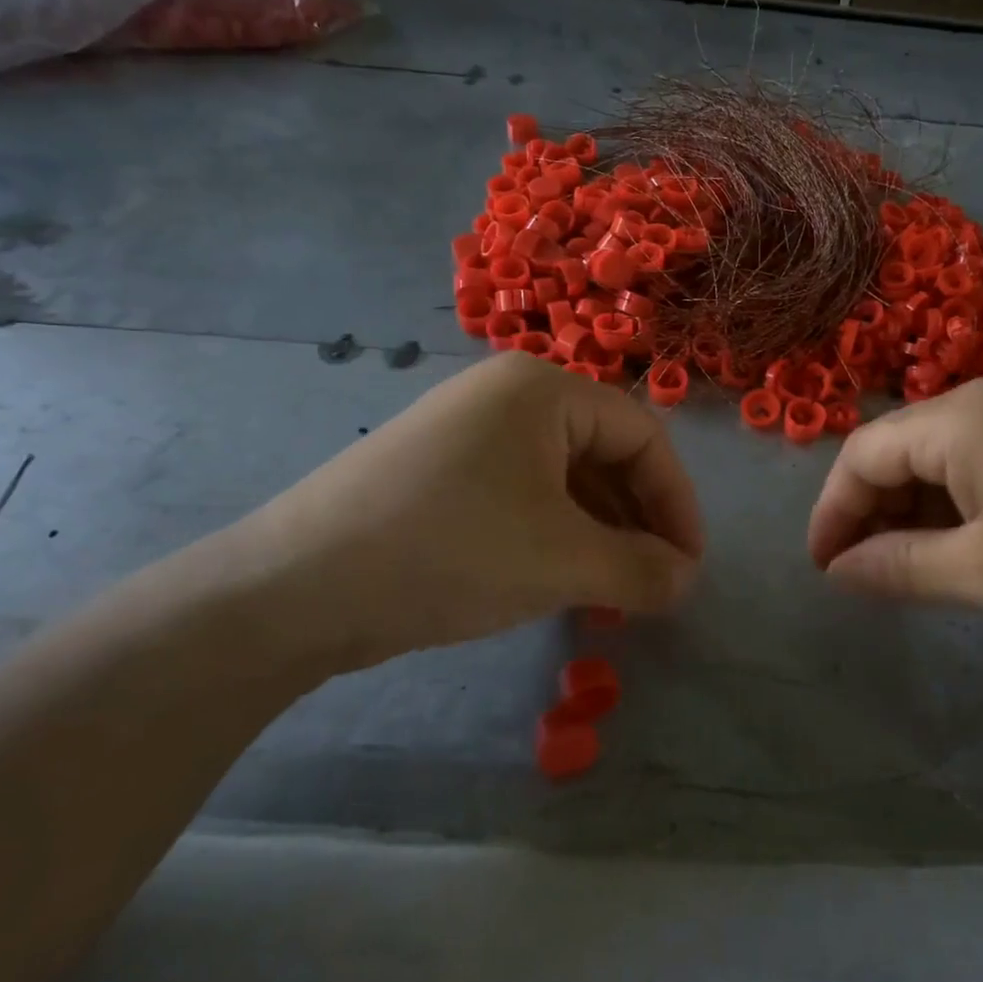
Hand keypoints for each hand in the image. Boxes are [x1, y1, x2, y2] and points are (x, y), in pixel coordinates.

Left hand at [215, 353, 702, 674]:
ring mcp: (469, 433)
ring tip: (611, 592)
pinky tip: (560, 581)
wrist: (294, 588)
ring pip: (565, 480)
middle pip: (605, 453)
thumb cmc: (449, 551)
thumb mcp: (563, 561)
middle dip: (638, 521)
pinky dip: (556, 536)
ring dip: (600, 534)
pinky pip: (524, 496)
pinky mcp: (442, 473)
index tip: (689, 566)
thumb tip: (687, 579)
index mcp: (544, 389)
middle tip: (652, 584)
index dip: (677, 502)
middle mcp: (508, 396)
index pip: (643, 435)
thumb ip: (641, 569)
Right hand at [807, 374, 982, 648]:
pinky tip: (953, 546)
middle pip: (899, 449)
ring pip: (937, 457)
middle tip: (861, 575)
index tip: (823, 568)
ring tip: (902, 569)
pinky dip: (952, 504)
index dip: (833, 510)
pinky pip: (976, 462)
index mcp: (963, 417)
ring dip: (911, 510)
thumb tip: (837, 571)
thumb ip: (898, 568)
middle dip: (871, 511)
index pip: (864, 454)